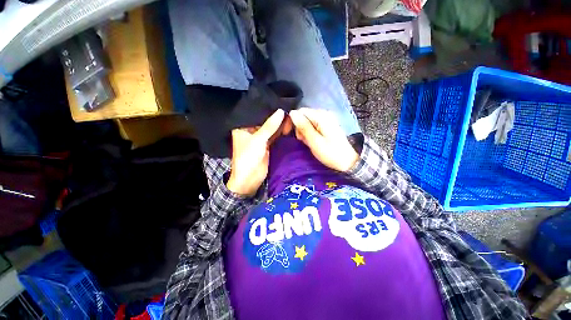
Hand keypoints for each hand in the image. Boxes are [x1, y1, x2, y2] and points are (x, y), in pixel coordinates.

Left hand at [227, 109, 286, 196]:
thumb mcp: (258, 140)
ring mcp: (260, 139)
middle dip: (276, 117)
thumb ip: (270, 126)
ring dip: (280, 125)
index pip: (256, 115)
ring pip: (271, 129)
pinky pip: (275, 137)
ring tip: (291, 115)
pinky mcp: (267, 146)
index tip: (279, 101)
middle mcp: (251, 132)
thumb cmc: (248, 158)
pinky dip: (281, 133)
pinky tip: (289, 126)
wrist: (249, 180)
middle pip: (265, 122)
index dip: (267, 109)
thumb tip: (281, 111)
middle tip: (289, 109)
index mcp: (243, 128)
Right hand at [289, 108, 358, 171]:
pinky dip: (311, 133)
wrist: (347, 161)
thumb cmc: (330, 153)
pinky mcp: (327, 126)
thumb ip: (303, 126)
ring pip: (308, 122)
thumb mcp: (314, 141)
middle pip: (304, 116)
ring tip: (309, 142)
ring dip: (305, 131)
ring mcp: (327, 120)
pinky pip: (314, 126)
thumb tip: (292, 113)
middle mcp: (324, 114)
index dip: (294, 121)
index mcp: (321, 116)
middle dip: (300, 128)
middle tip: (303, 140)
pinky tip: (313, 141)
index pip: (301, 112)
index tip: (292, 134)